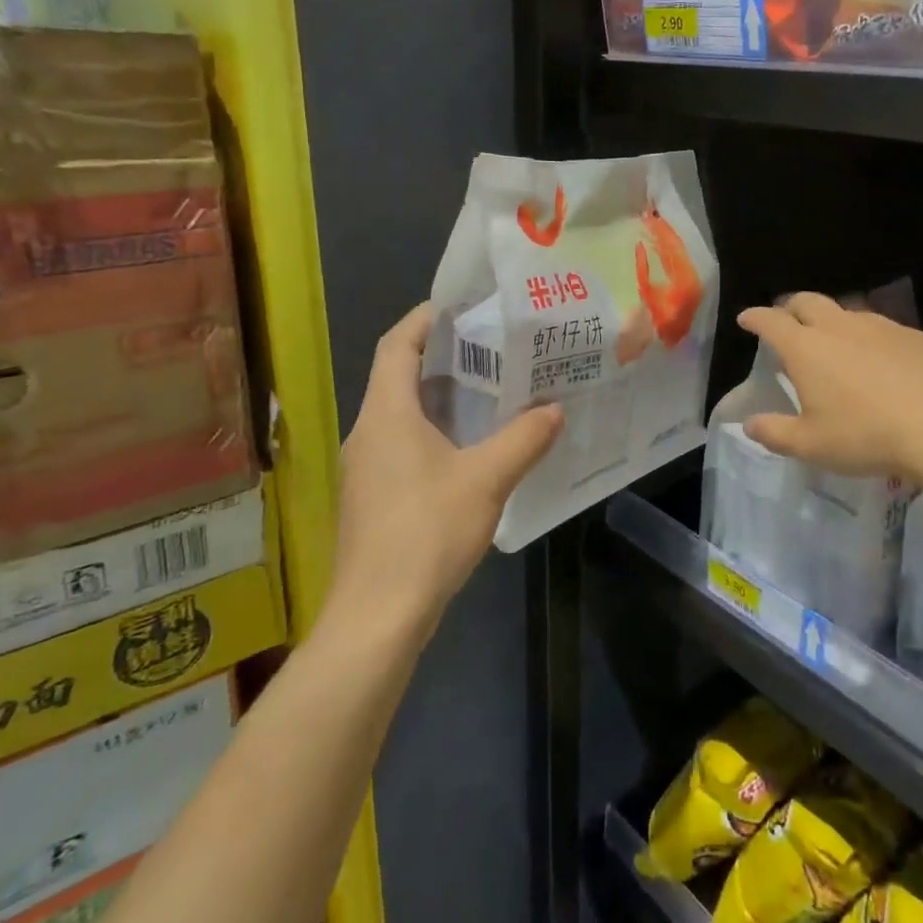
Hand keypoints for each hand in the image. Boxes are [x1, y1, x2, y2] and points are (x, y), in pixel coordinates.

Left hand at [330, 303, 562, 632]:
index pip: (398, 345)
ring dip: (441, 397)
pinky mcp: (373, 497)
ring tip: (491, 390)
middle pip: (399, 376)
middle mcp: (368, 432)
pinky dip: (435, 432)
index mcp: (387, 414)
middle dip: (443, 356)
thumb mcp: (486, 480)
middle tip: (493, 346)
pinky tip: (472, 448)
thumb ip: (523, 439)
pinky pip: (404, 445)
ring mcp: (366, 468)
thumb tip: (555, 409)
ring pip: (402, 414)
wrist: (377, 616)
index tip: (463, 307)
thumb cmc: (426, 533)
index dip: (425, 319)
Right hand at [737, 293, 922, 485]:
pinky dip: (865, 335)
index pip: (771, 321)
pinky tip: (876, 359)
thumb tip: (749, 424)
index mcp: (806, 348)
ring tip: (831, 341)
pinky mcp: (913, 335)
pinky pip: (879, 327)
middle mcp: (839, 326)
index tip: (746, 319)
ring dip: (830, 320)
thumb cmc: (867, 436)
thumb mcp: (811, 445)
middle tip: (785, 320)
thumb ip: (775, 433)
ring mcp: (880, 326)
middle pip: (807, 301)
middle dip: (790, 307)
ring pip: (845, 311)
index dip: (755, 318)